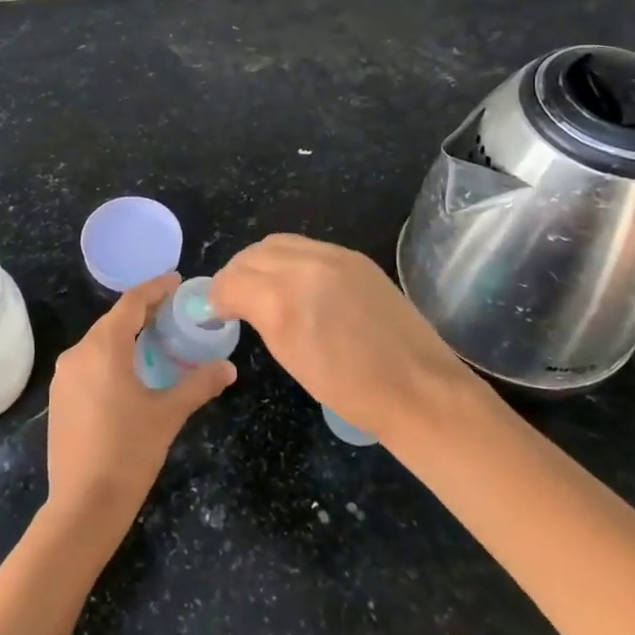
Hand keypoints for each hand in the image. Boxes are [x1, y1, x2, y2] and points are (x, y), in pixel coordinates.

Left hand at [45, 274, 235, 529]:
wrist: (82, 507)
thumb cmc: (128, 453)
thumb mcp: (168, 415)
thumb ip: (198, 384)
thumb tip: (228, 368)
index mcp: (103, 347)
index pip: (131, 303)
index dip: (155, 288)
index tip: (176, 280)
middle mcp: (78, 353)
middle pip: (114, 321)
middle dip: (143, 313)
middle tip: (173, 312)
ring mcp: (64, 376)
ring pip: (99, 343)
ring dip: (127, 337)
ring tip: (156, 341)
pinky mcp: (60, 398)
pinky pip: (89, 364)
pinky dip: (111, 358)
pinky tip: (131, 374)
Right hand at [211, 235, 484, 439]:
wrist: (418, 389)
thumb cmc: (351, 391)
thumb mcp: (290, 357)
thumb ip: (259, 317)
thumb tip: (236, 303)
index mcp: (282, 300)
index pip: (231, 281)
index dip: (216, 297)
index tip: (216, 311)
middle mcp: (303, 266)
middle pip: (250, 256)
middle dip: (236, 275)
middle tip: (234, 298)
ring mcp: (332, 256)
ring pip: (277, 243)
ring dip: (260, 262)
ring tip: (263, 286)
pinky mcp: (354, 256)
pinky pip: (307, 247)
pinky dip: (290, 259)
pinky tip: (297, 282)